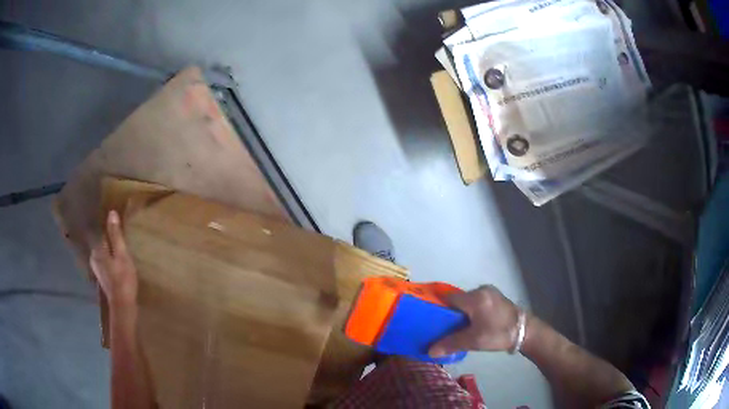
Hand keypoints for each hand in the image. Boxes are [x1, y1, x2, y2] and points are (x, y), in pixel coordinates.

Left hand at [90, 210, 137, 308]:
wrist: (123, 306)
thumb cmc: (123, 279)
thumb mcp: (122, 255)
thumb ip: (116, 235)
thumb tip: (111, 213)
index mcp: (97, 250)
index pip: (103, 234)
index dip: (112, 231)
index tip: (120, 230)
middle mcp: (94, 258)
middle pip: (103, 244)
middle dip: (111, 242)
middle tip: (123, 241)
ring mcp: (97, 269)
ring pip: (105, 254)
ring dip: (111, 252)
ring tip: (122, 252)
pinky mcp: (103, 278)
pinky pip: (106, 263)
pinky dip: (112, 261)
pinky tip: (119, 265)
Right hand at [429, 285, 520, 356]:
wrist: (525, 332)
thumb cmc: (498, 334)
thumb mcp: (473, 341)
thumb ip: (451, 344)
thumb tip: (430, 351)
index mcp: (475, 297)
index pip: (449, 298)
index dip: (439, 309)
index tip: (433, 321)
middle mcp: (482, 289)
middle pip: (459, 300)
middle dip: (451, 314)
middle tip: (446, 328)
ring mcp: (490, 292)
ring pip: (468, 301)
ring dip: (463, 313)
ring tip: (459, 328)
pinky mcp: (496, 297)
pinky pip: (477, 302)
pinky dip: (472, 311)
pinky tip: (473, 324)